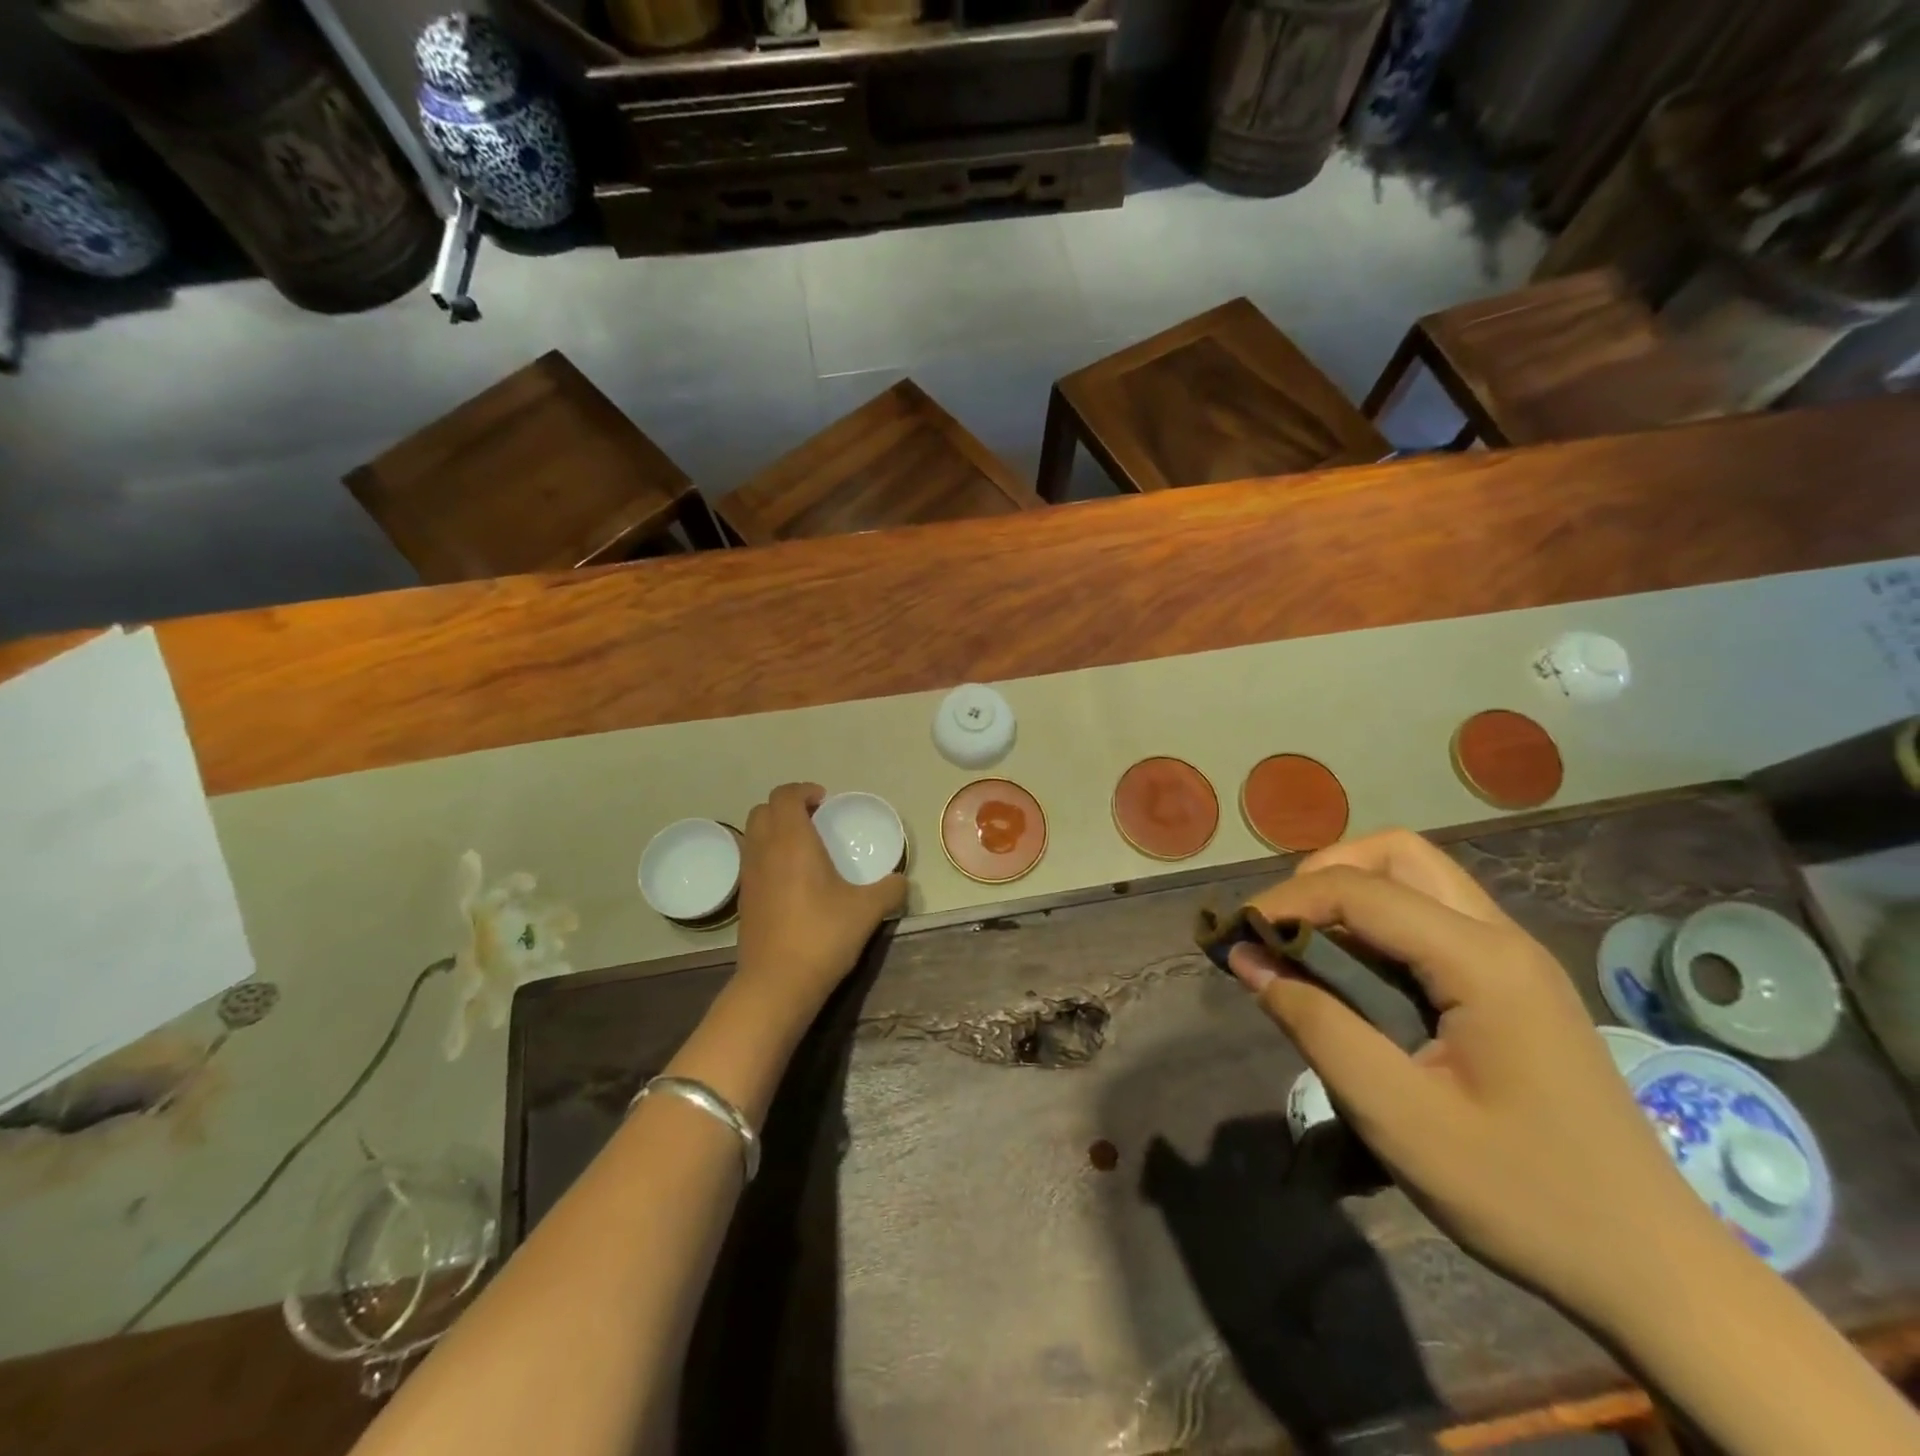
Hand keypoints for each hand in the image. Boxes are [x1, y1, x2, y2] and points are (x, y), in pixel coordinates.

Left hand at [734, 783, 907, 1017]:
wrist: (776, 984)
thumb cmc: (822, 936)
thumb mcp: (867, 911)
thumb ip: (889, 890)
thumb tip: (901, 882)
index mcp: (792, 842)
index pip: (785, 796)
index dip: (804, 791)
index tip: (825, 802)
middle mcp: (764, 851)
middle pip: (763, 810)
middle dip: (787, 807)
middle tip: (815, 821)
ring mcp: (749, 876)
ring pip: (753, 835)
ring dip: (775, 831)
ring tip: (804, 849)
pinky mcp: (744, 900)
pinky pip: (752, 861)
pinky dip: (768, 856)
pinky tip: (793, 881)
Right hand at [1227, 830, 1712, 1322]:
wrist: (1654, 1271)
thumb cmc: (1523, 1196)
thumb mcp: (1398, 1117)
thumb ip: (1315, 1025)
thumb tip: (1246, 958)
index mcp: (1482, 961)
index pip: (1360, 890)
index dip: (1285, 901)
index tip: (1235, 935)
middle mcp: (1502, 938)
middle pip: (1396, 854)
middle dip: (1324, 875)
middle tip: (1281, 928)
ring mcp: (1516, 958)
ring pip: (1418, 877)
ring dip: (1351, 892)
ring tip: (1308, 945)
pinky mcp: (1515, 983)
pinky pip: (1434, 916)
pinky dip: (1379, 921)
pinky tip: (1357, 974)